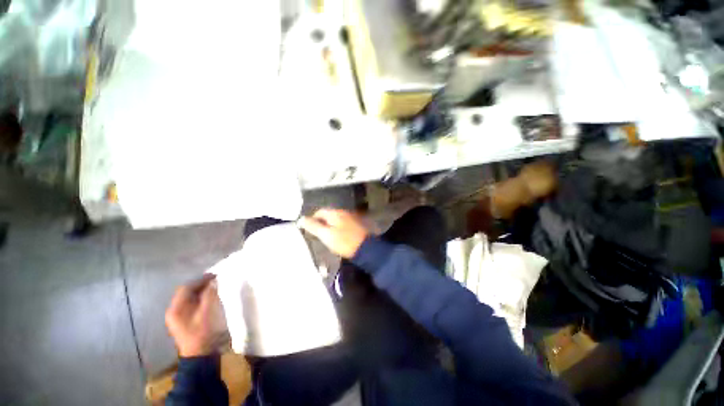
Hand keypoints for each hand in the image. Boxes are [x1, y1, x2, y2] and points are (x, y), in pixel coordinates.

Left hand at [165, 274, 224, 357]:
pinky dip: (200, 298)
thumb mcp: (208, 312)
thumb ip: (210, 295)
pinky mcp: (183, 321)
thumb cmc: (203, 332)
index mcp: (176, 309)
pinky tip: (209, 299)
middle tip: (216, 280)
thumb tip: (213, 282)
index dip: (200, 279)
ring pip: (188, 298)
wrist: (200, 356)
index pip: (186, 288)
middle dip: (200, 284)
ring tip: (214, 287)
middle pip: (186, 292)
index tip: (215, 275)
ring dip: (201, 291)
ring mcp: (177, 317)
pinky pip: (190, 304)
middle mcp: (173, 311)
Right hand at [299, 208, 369, 258]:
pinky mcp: (356, 224)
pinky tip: (338, 236)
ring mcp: (351, 217)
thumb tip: (301, 219)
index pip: (319, 212)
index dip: (313, 220)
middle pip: (328, 215)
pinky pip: (343, 223)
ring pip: (336, 219)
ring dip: (330, 226)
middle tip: (318, 235)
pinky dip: (338, 228)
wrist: (366, 248)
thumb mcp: (326, 235)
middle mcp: (343, 212)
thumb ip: (314, 226)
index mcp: (335, 213)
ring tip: (327, 237)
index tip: (310, 230)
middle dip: (321, 223)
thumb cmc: (344, 242)